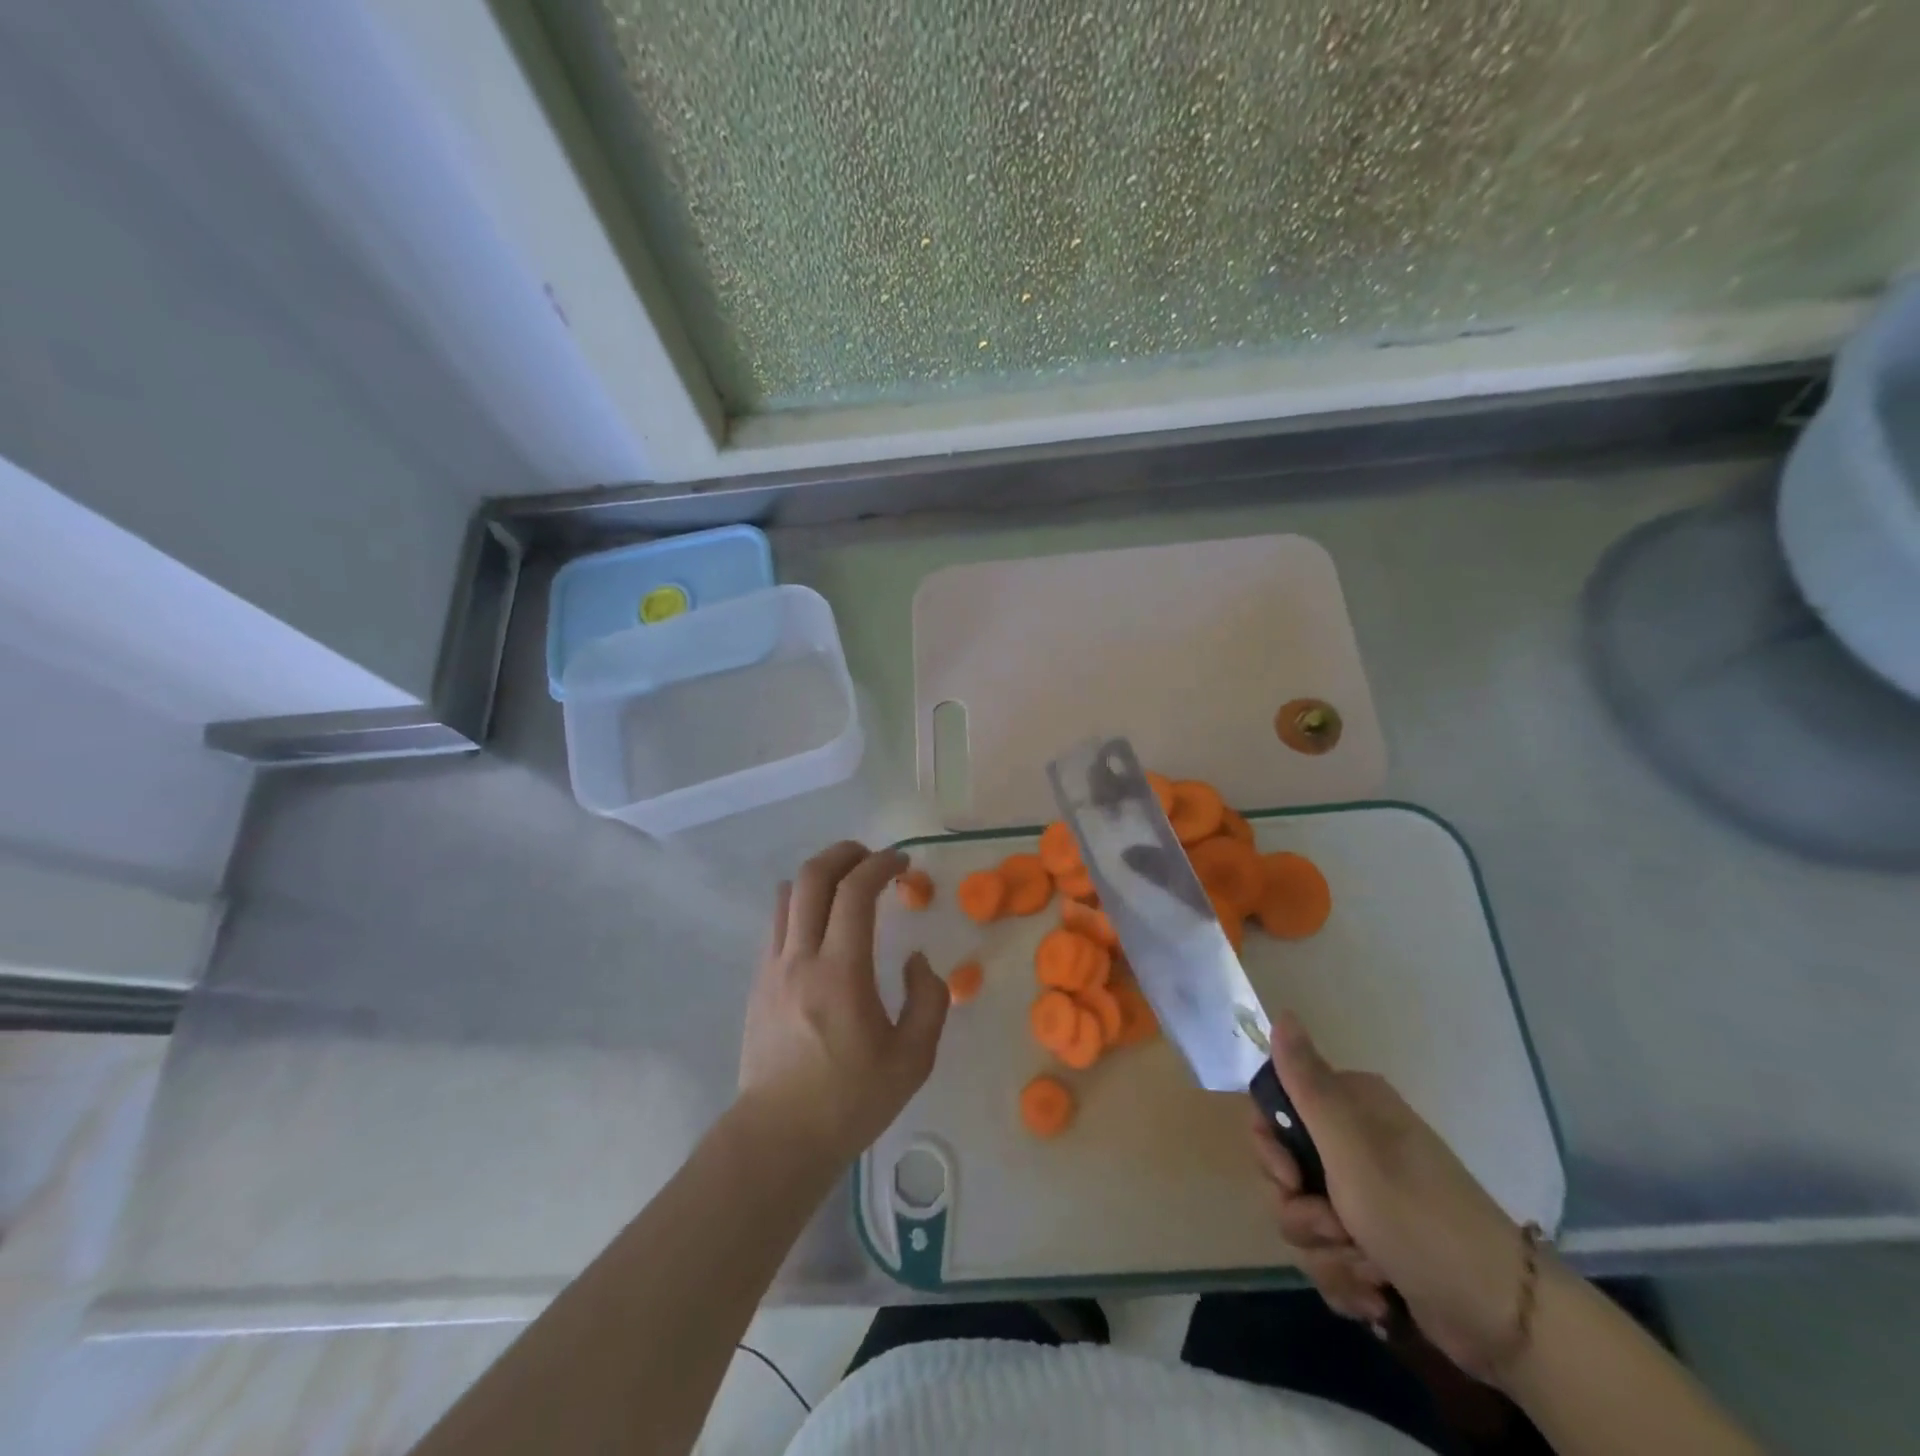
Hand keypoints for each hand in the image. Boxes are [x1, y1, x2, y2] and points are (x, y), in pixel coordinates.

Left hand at [737, 842, 949, 1168]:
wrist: (778, 1138)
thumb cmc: (850, 1101)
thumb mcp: (913, 1059)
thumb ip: (929, 999)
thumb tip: (915, 960)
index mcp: (840, 972)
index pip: (855, 892)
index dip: (881, 864)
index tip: (903, 862)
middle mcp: (800, 958)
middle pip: (812, 877)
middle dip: (845, 853)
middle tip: (873, 859)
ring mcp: (772, 968)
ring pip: (788, 894)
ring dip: (820, 877)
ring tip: (847, 886)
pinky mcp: (758, 983)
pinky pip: (778, 923)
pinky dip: (802, 905)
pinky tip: (823, 927)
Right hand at [1250, 1013, 1526, 1376]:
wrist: (1505, 1318)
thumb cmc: (1420, 1219)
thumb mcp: (1352, 1148)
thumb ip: (1308, 1084)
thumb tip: (1282, 1014)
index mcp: (1350, 1107)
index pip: (1274, 1108)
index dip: (1270, 1147)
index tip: (1289, 1176)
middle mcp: (1354, 1143)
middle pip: (1282, 1172)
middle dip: (1303, 1213)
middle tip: (1338, 1226)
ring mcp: (1363, 1196)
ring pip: (1301, 1221)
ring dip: (1329, 1254)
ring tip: (1371, 1268)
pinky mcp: (1372, 1244)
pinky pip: (1326, 1258)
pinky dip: (1347, 1281)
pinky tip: (1379, 1295)